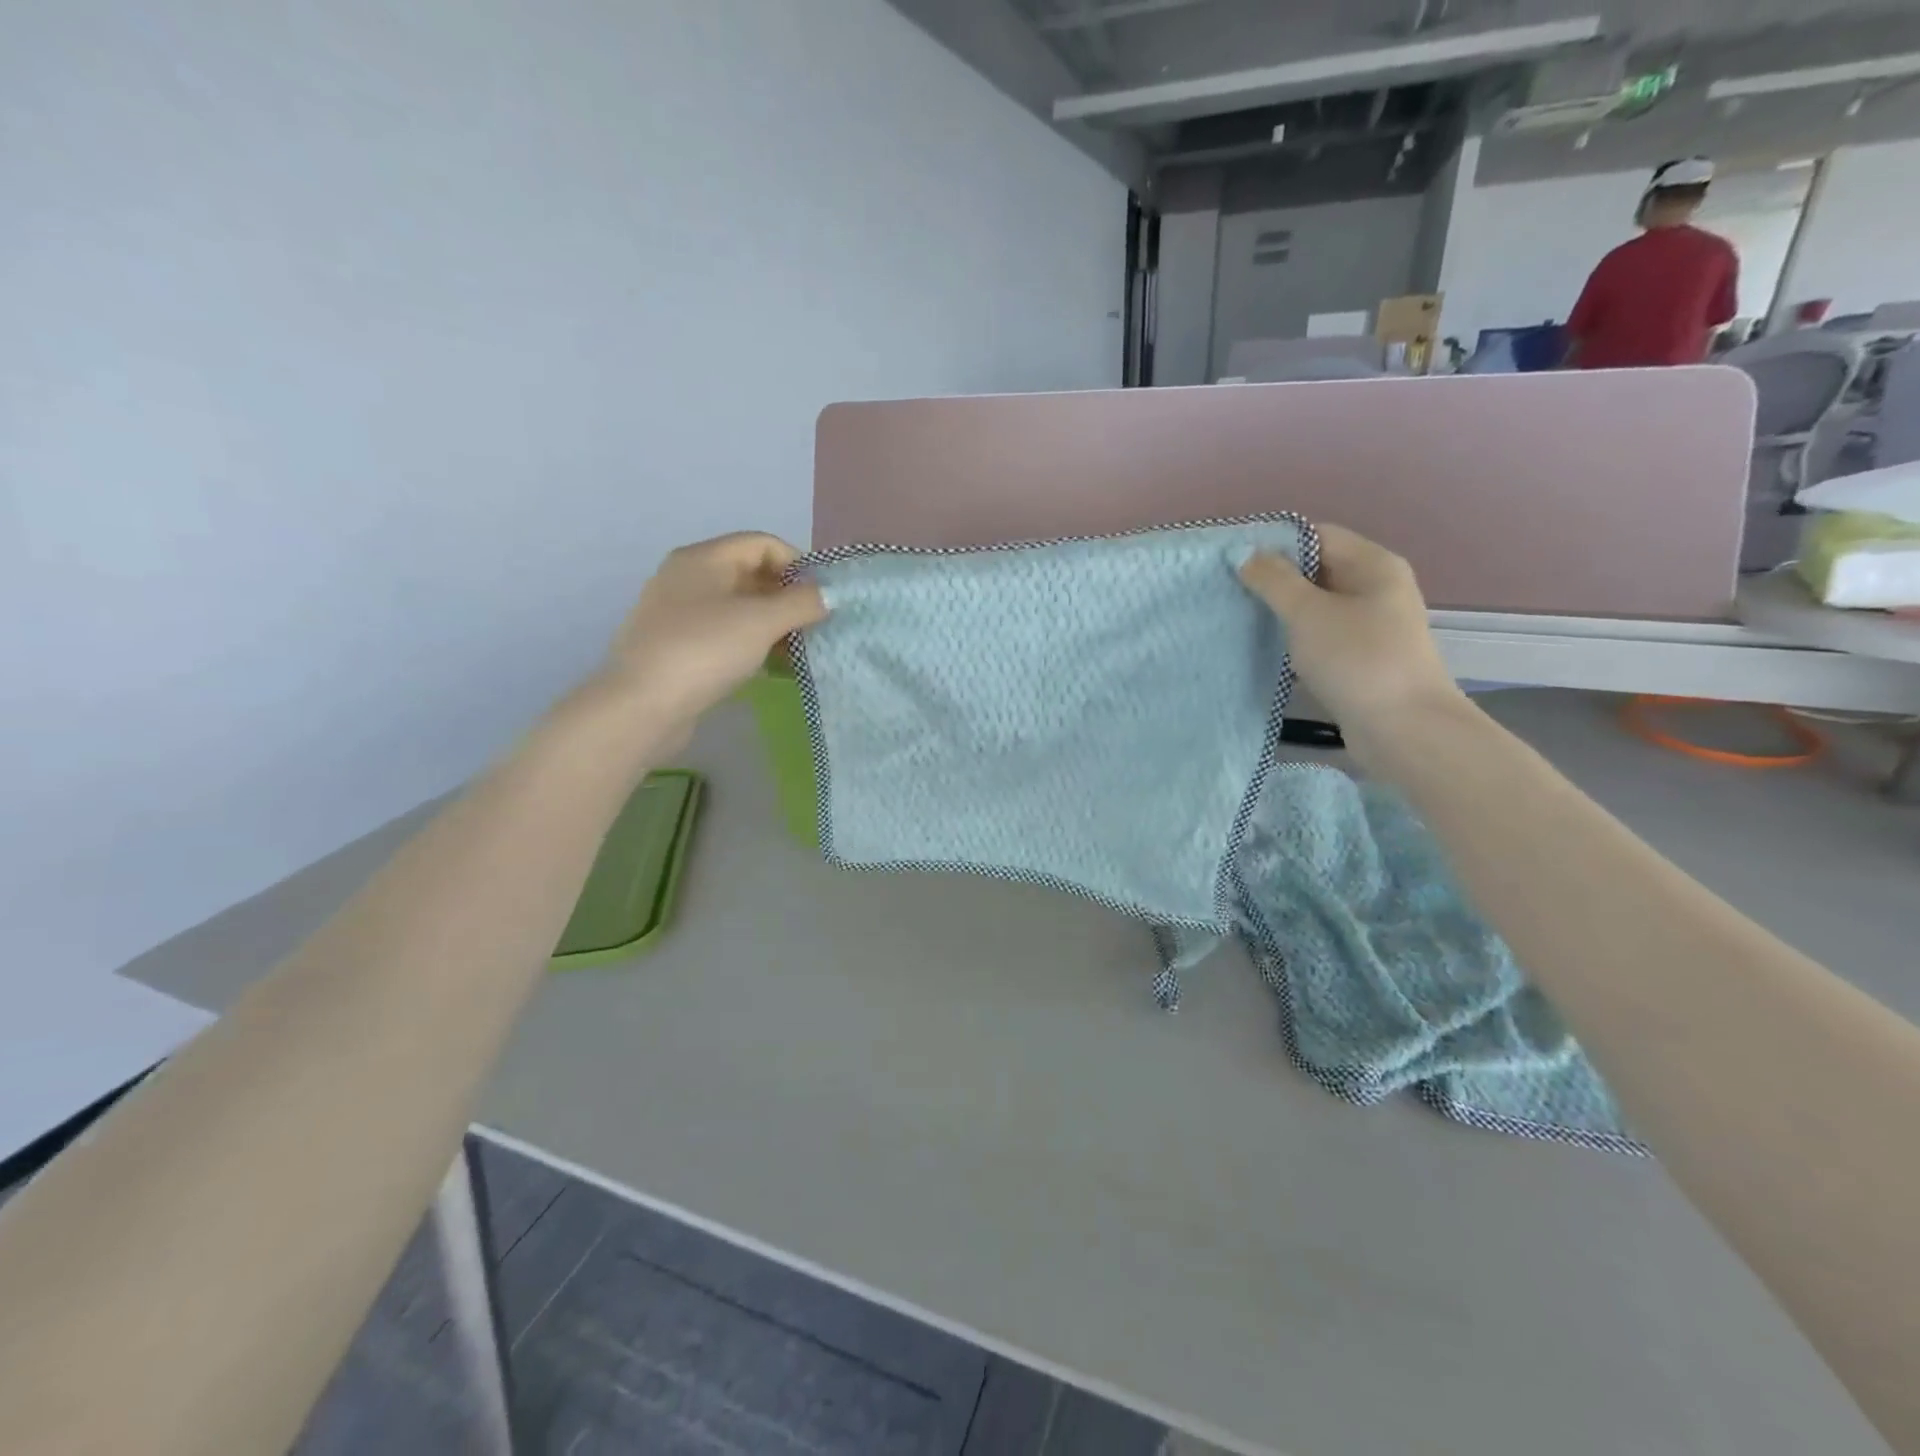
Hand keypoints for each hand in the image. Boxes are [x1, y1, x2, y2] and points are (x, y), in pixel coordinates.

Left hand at [594, 533, 825, 743]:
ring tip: (799, 651)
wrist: (642, 706)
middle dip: (788, 597)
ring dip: (773, 624)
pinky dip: (752, 644)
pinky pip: (725, 634)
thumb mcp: (762, 622)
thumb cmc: (704, 651)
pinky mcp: (677, 646)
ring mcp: (679, 613)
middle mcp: (688, 577)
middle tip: (816, 626)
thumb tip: (828, 594)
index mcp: (703, 558)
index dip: (798, 564)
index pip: (762, 544)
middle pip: (750, 574)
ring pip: (739, 607)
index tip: (822, 597)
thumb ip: (801, 603)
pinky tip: (771, 668)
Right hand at [1240, 524, 1465, 753]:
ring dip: (1282, 612)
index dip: (1274, 543)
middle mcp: (1376, 588)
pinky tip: (1266, 649)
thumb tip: (1242, 552)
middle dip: (1274, 579)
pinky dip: (1295, 638)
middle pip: (1317, 569)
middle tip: (1228, 591)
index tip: (1233, 561)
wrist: (1404, 728)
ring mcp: (1371, 625)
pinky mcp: (1362, 657)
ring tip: (1239, 618)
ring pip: (1317, 606)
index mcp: (1372, 564)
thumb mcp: (1307, 613)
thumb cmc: (1357, 659)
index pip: (1317, 535)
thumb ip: (1273, 580)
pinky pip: (1321, 635)